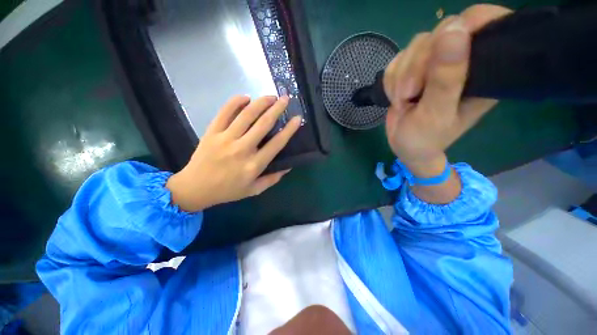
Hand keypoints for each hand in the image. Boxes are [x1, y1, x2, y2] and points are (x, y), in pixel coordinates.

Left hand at [166, 96, 301, 211]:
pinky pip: (225, 112)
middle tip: (285, 99)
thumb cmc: (228, 190)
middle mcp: (242, 149)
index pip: (277, 143)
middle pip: (263, 124)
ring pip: (246, 114)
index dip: (289, 129)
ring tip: (270, 97)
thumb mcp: (254, 190)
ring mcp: (225, 138)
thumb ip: (272, 179)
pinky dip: (235, 102)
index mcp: (254, 165)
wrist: (195, 188)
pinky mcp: (212, 132)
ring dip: (261, 102)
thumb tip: (288, 167)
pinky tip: (246, 97)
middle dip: (277, 109)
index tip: (297, 119)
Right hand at [383, 5, 511, 177]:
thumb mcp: (435, 113)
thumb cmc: (424, 138)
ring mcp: (436, 63)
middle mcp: (463, 61)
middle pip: (441, 32)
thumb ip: (446, 78)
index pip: (483, 23)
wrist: (405, 146)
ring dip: (400, 76)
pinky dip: (391, 79)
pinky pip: (398, 59)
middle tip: (409, 95)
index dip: (463, 26)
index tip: (439, 51)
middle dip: (416, 65)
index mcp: (483, 71)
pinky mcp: (415, 68)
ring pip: (416, 45)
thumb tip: (454, 29)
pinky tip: (396, 97)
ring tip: (402, 101)